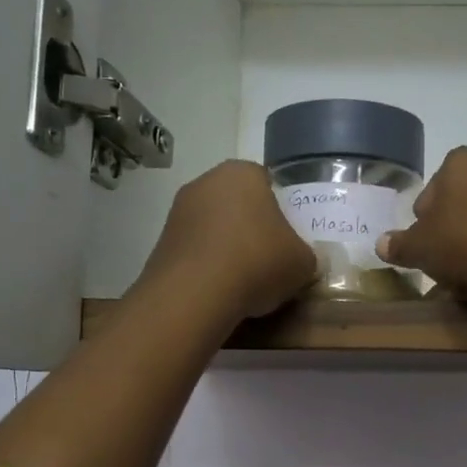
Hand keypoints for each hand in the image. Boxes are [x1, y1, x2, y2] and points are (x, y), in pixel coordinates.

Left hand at [136, 160, 315, 323]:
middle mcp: (206, 182)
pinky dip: (207, 266)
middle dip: (251, 228)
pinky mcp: (161, 242)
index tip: (287, 239)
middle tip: (269, 259)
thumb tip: (300, 260)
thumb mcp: (302, 263)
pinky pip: (195, 250)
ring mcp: (178, 211)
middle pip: (238, 204)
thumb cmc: (258, 261)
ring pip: (214, 227)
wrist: (195, 294)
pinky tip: (219, 290)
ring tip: (243, 281)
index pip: (268, 184)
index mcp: (243, 173)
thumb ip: (305, 255)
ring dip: (227, 248)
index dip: (280, 212)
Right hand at [377, 147, 466, 339]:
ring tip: (460, 278)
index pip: (434, 183)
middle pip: (458, 206)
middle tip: (437, 260)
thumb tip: (381, 244)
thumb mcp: (419, 247)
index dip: (423, 214)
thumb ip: (398, 245)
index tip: (421, 240)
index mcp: (461, 163)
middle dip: (447, 232)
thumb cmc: (465, 242)